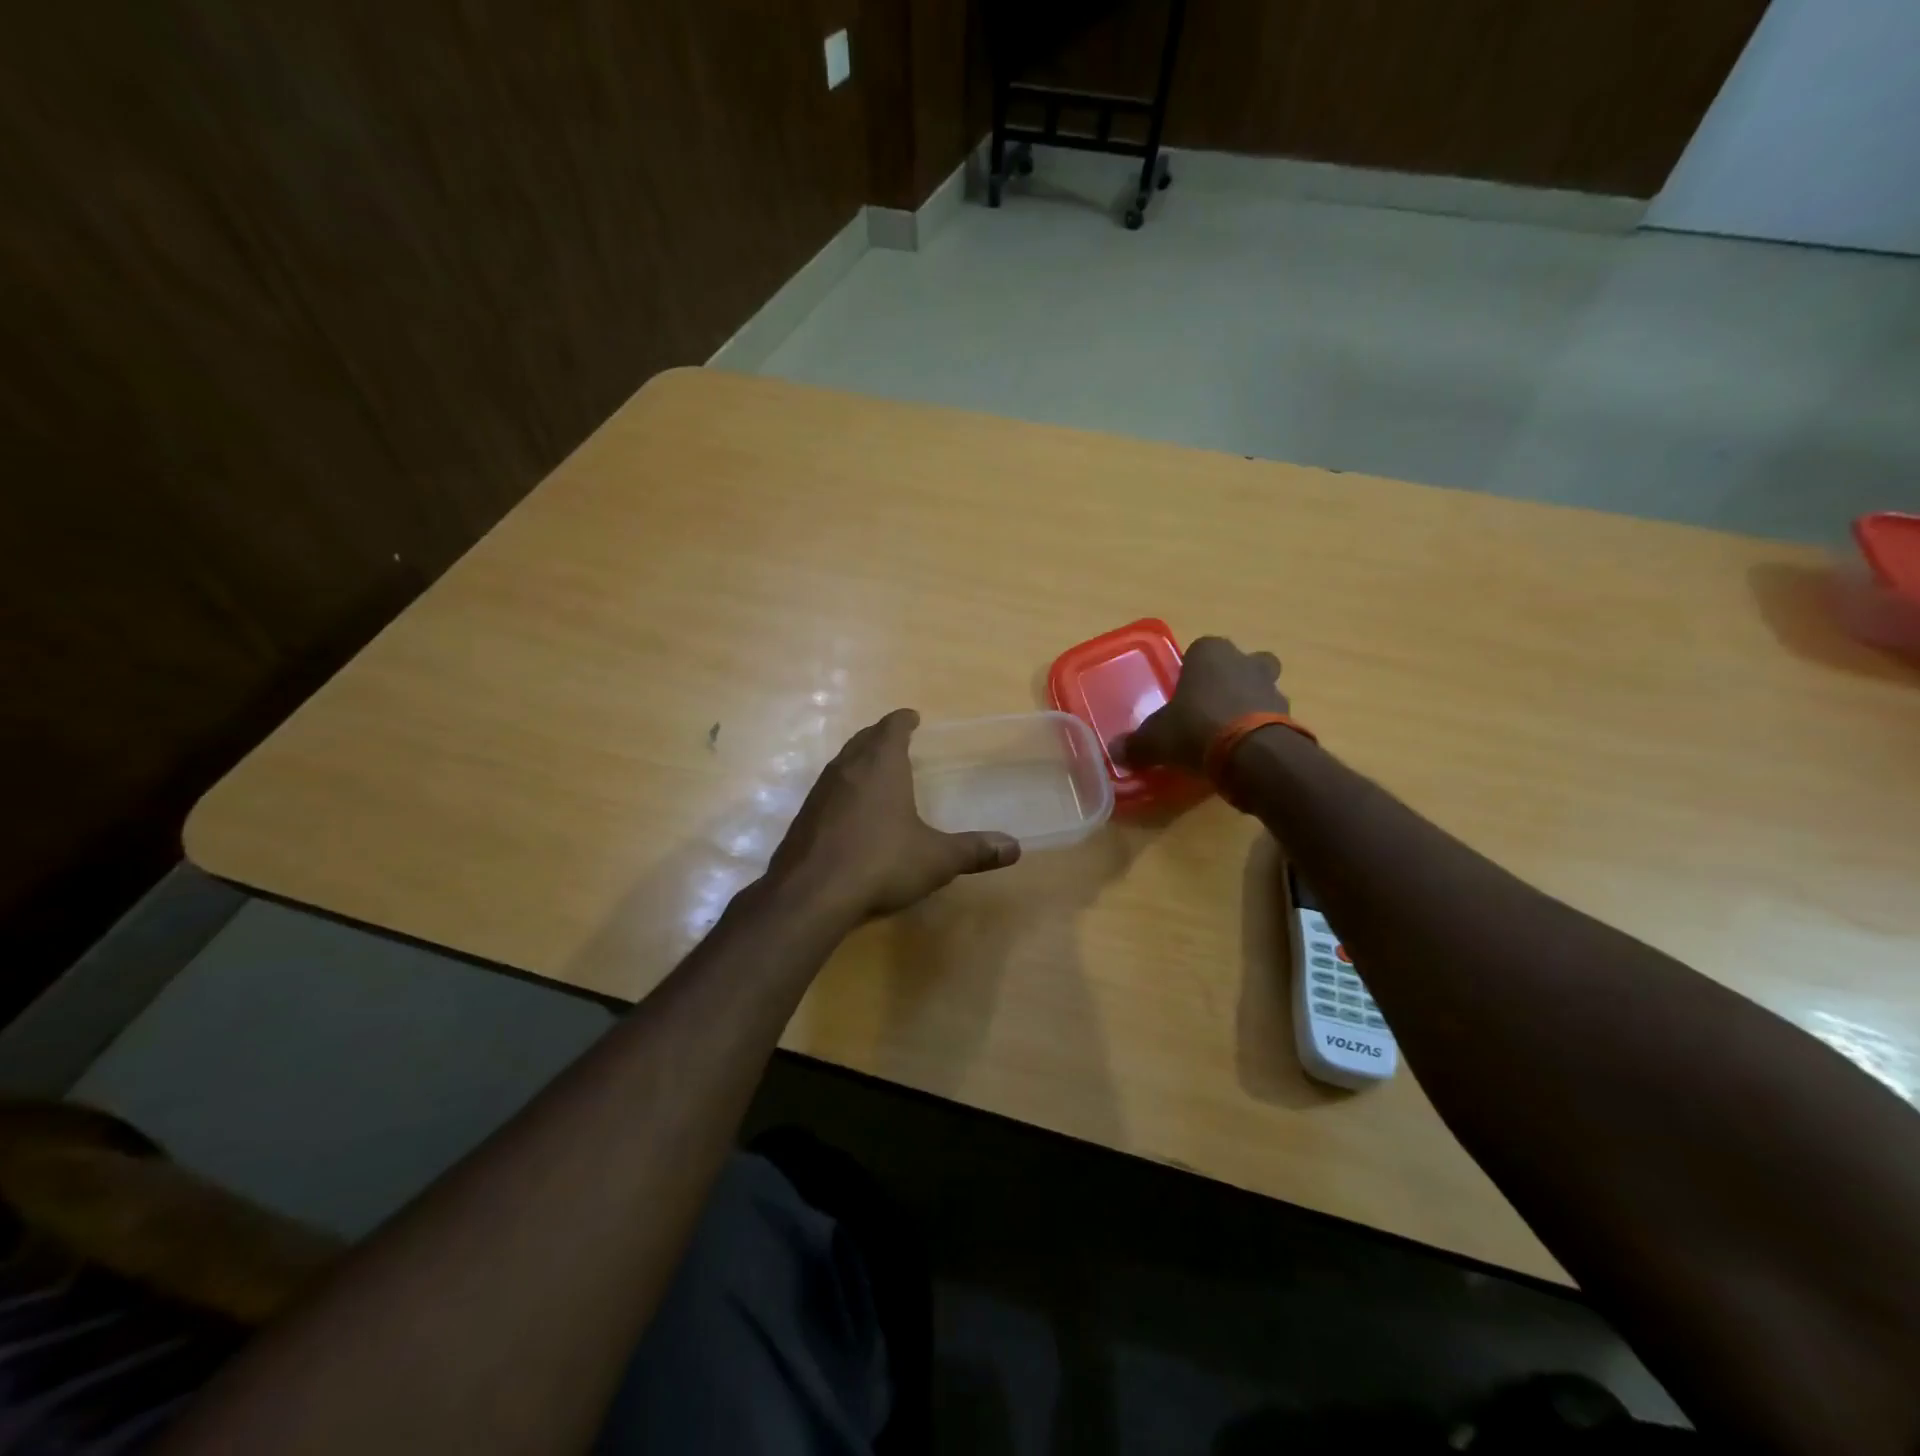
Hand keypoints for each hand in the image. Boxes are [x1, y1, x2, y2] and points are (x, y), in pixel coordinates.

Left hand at [767, 709, 1021, 923]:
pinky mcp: (803, 817)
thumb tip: (1014, 847)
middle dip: (880, 736)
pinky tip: (850, 812)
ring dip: (859, 760)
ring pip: (842, 763)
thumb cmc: (881, 863)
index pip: (892, 727)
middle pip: (864, 739)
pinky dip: (843, 789)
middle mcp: (847, 768)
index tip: (913, 718)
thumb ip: (974, 850)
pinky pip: (828, 791)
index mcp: (881, 764)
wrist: (811, 894)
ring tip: (875, 771)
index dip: (904, 720)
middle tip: (896, 739)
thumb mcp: (936, 859)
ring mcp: (820, 792)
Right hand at [1121, 636, 1288, 772]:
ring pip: (1261, 688)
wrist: (1252, 755)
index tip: (1183, 695)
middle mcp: (1244, 661)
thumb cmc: (1196, 729)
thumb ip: (1136, 744)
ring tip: (1229, 736)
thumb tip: (1115, 752)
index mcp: (1210, 653)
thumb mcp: (1155, 739)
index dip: (1191, 671)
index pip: (1200, 649)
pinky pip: (1272, 717)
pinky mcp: (1290, 715)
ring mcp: (1272, 687)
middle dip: (1230, 680)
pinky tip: (1245, 752)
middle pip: (1241, 662)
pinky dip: (1262, 730)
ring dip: (1249, 705)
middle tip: (1211, 707)